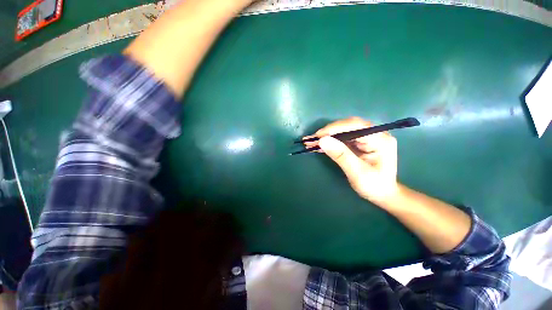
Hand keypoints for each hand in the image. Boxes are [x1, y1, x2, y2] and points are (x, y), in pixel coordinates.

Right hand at [303, 117, 398, 203]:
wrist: (383, 194)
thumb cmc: (374, 186)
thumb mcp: (357, 172)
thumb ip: (341, 155)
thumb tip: (323, 140)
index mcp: (380, 139)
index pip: (355, 126)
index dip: (334, 128)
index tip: (318, 135)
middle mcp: (374, 134)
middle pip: (348, 126)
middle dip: (328, 132)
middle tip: (311, 139)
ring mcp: (367, 138)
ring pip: (343, 131)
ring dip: (326, 136)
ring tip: (311, 141)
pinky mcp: (360, 143)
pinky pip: (342, 138)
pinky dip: (330, 141)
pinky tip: (319, 145)